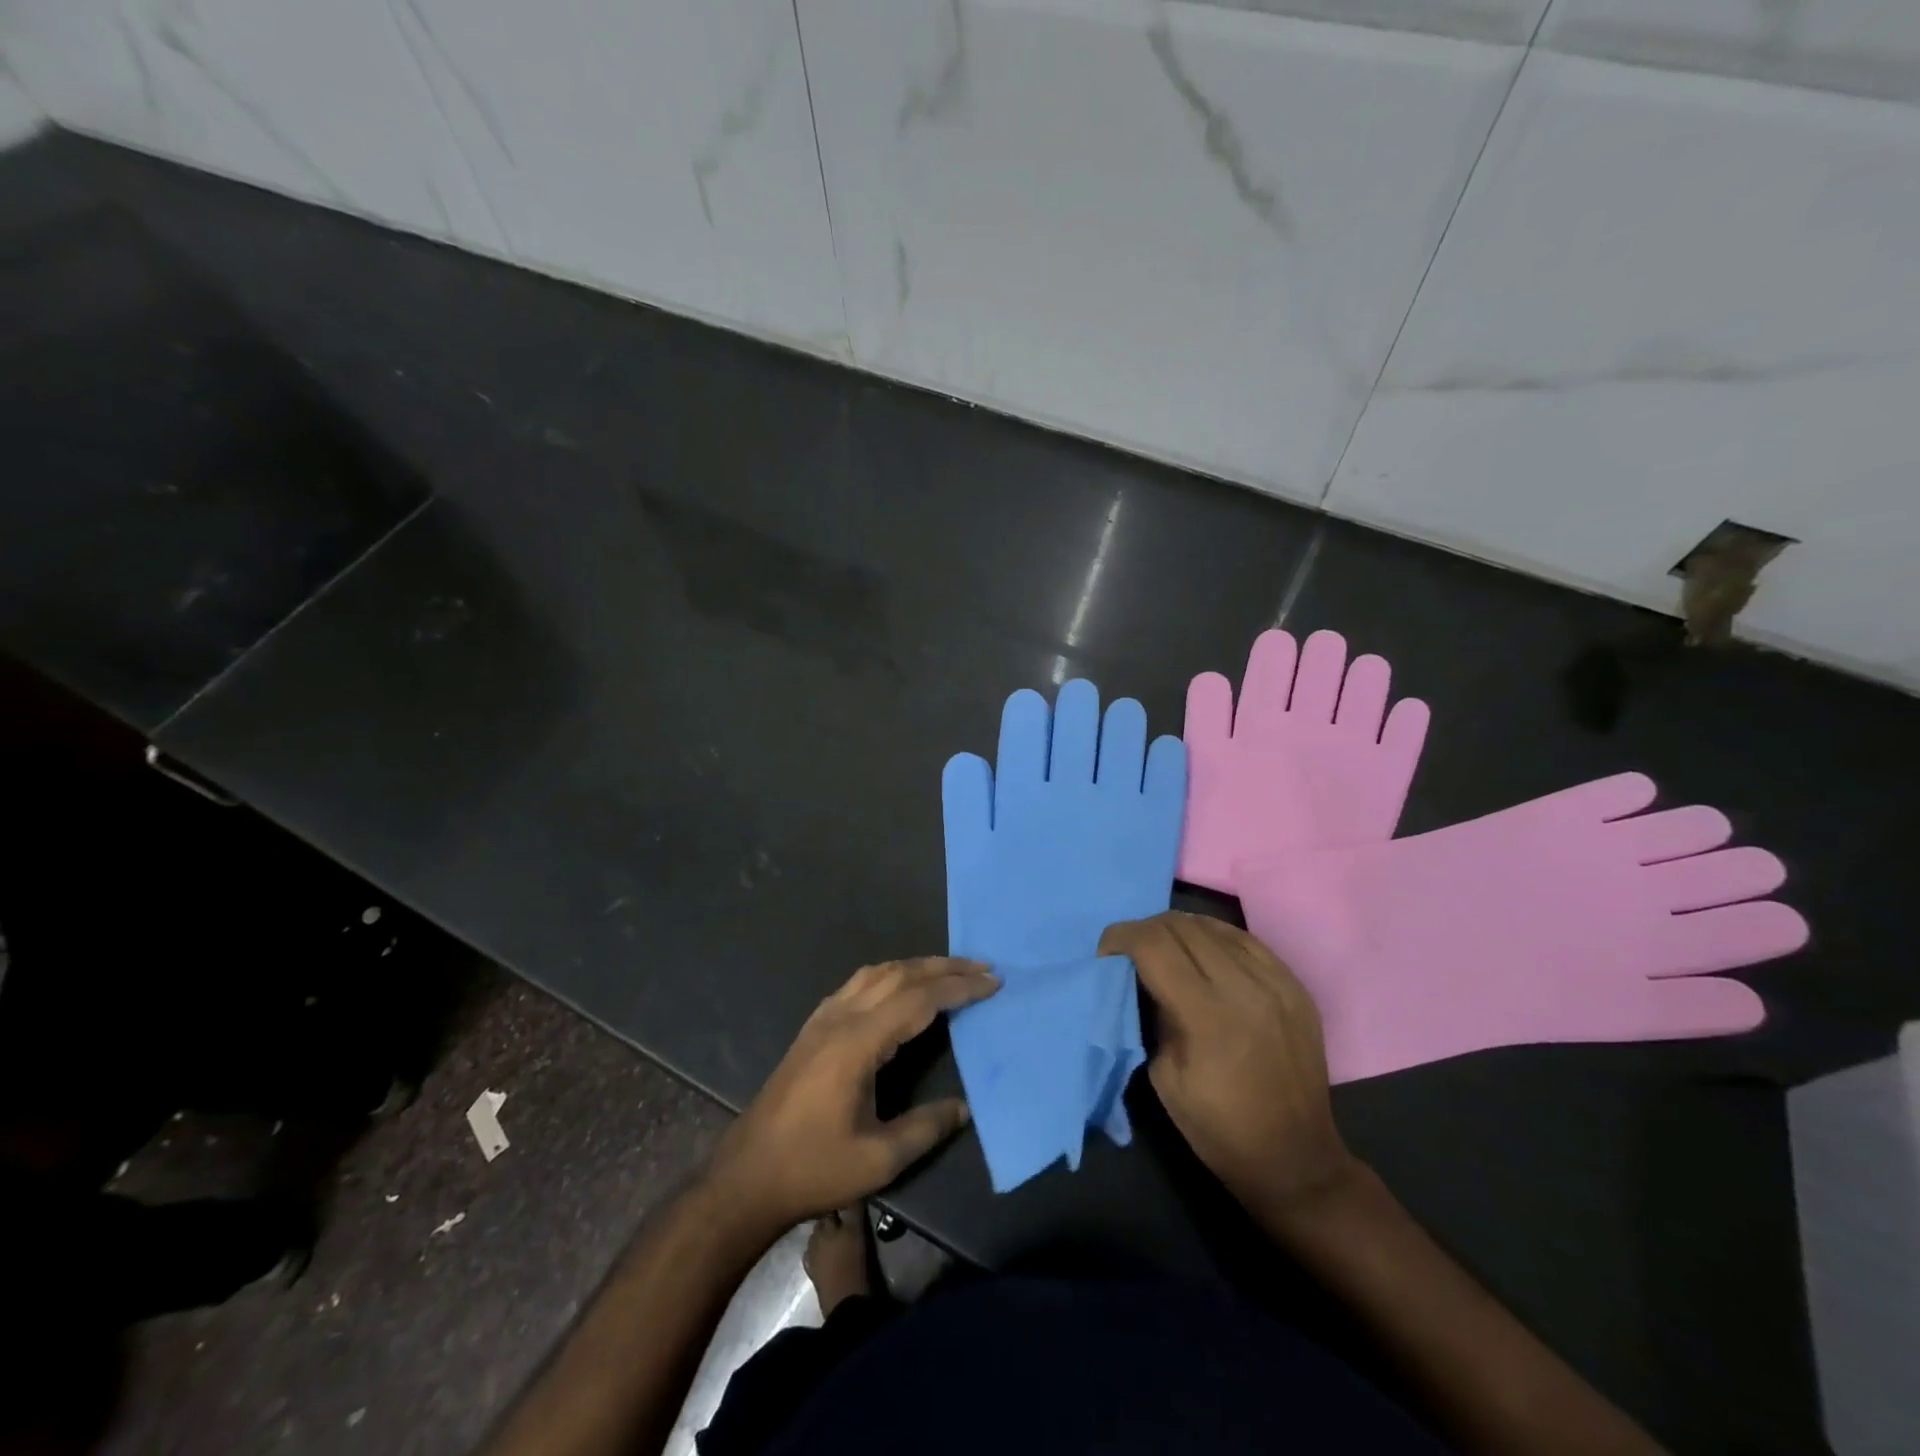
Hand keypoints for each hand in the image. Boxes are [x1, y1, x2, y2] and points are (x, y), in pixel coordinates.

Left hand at [708, 957, 998, 1233]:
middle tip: (983, 968)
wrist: (746, 1176)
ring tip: (950, 971)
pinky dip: (890, 974)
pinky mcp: (813, 1027)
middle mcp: (841, 1018)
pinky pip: (859, 983)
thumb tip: (965, 1108)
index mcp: (858, 1043)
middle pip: (899, 975)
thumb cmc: (813, 1169)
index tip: (993, 982)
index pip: (918, 1000)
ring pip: (877, 972)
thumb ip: (926, 1128)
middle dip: (944, 968)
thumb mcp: (878, 1160)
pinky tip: (900, 987)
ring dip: (917, 966)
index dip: (958, 988)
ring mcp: (823, 1018)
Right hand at [1099, 912, 1358, 1223]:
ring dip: (1178, 930)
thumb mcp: (1163, 1076)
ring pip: (1212, 925)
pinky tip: (1203, 953)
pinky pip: (1244, 939)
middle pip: (1179, 926)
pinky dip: (1214, 937)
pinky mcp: (1294, 984)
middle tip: (1130, 953)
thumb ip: (1150, 1015)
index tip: (1106, 955)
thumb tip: (1138, 977)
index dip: (1119, 938)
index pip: (1152, 944)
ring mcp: (1276, 981)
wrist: (1297, 1159)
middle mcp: (1244, 986)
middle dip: (1144, 931)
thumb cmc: (1219, 1129)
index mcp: (1207, 1015)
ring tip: (1165, 950)